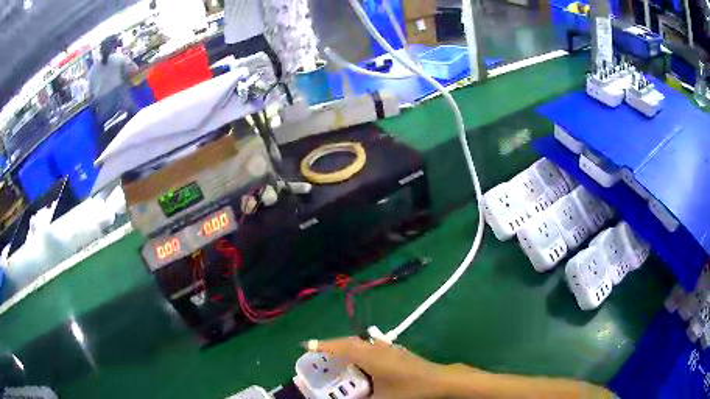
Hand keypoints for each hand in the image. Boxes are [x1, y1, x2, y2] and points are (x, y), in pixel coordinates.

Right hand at [307, 337, 449, 398]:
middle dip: (332, 346)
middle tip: (318, 354)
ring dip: (347, 348)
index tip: (305, 345)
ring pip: (361, 345)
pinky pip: (371, 349)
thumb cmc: (409, 390)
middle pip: (349, 343)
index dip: (322, 346)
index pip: (341, 347)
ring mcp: (389, 349)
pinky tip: (362, 363)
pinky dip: (360, 352)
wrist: (439, 381)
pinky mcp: (397, 353)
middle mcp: (377, 348)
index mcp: (370, 357)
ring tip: (336, 358)